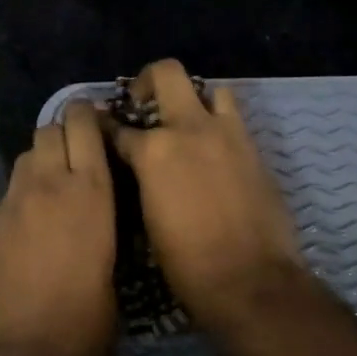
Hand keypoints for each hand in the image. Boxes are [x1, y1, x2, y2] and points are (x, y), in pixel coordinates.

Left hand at [0, 101, 117, 355]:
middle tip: (77, 156)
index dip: (88, 115)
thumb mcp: (114, 260)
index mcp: (90, 190)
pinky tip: (30, 228)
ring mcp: (12, 204)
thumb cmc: (91, 318)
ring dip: (40, 163)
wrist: (30, 354)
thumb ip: (103, 219)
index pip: (82, 123)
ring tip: (53, 189)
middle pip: (47, 130)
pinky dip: (22, 198)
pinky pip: (7, 195)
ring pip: (24, 159)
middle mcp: (47, 185)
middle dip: (63, 134)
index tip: (99, 123)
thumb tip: (99, 208)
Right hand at [103, 58, 308, 333]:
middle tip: (143, 104)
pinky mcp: (255, 148)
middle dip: (148, 82)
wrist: (250, 280)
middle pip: (166, 74)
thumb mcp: (147, 221)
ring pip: (210, 89)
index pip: (118, 127)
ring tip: (186, 123)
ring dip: (194, 99)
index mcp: (153, 152)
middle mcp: (189, 129)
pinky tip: (212, 150)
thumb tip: (138, 169)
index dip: (106, 128)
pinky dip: (219, 124)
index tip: (101, 128)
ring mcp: (228, 134)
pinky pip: (234, 119)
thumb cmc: (186, 264)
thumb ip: (141, 182)